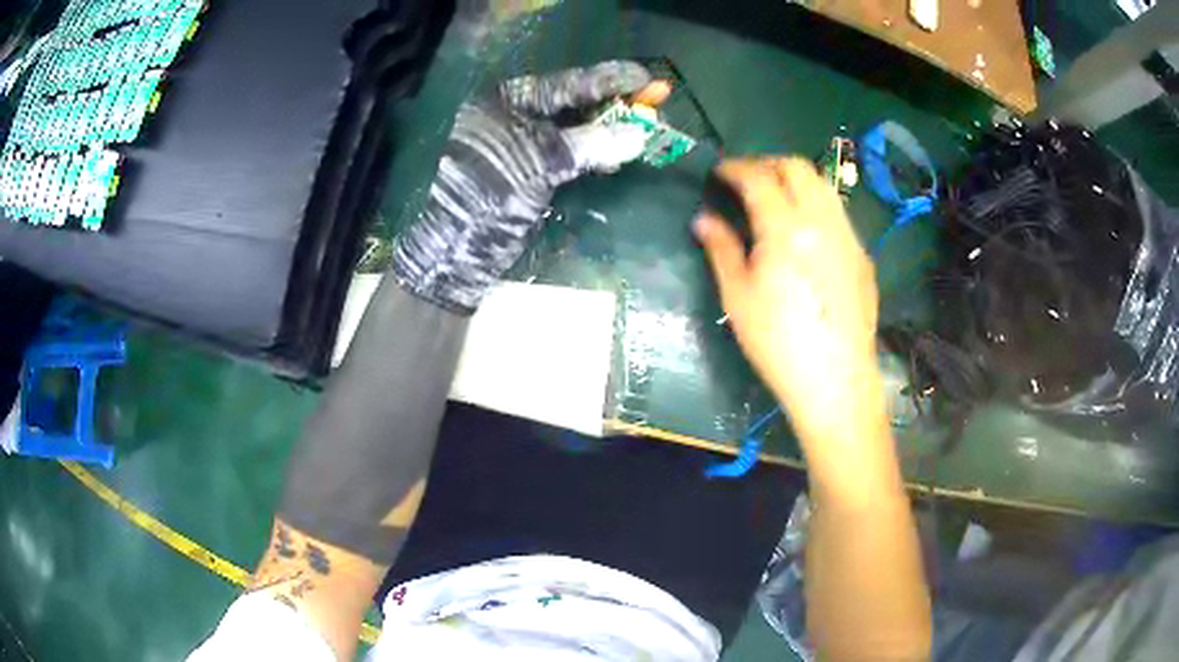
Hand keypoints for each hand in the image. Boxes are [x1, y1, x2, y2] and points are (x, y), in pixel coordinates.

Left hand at [392, 61, 671, 312]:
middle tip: (656, 101)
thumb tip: (637, 135)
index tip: (646, 78)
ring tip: (645, 125)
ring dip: (608, 128)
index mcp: (504, 102)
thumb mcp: (533, 164)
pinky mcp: (528, 173)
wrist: (452, 254)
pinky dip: (594, 154)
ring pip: (573, 129)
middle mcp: (512, 117)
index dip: (607, 80)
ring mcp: (520, 146)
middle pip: (571, 103)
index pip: (564, 84)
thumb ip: (586, 145)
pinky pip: (569, 155)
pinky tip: (616, 155)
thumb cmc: (483, 197)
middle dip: (613, 102)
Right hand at [696, 157, 884, 442]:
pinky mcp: (861, 255)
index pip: (759, 176)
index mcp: (786, 228)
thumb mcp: (738, 296)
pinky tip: (804, 232)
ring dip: (795, 180)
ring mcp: (848, 236)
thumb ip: (721, 248)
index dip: (735, 167)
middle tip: (746, 180)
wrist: (836, 381)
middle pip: (797, 167)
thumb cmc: (778, 343)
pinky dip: (815, 205)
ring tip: (775, 198)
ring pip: (823, 185)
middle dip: (767, 164)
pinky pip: (837, 212)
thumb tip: (704, 219)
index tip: (719, 172)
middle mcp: (822, 221)